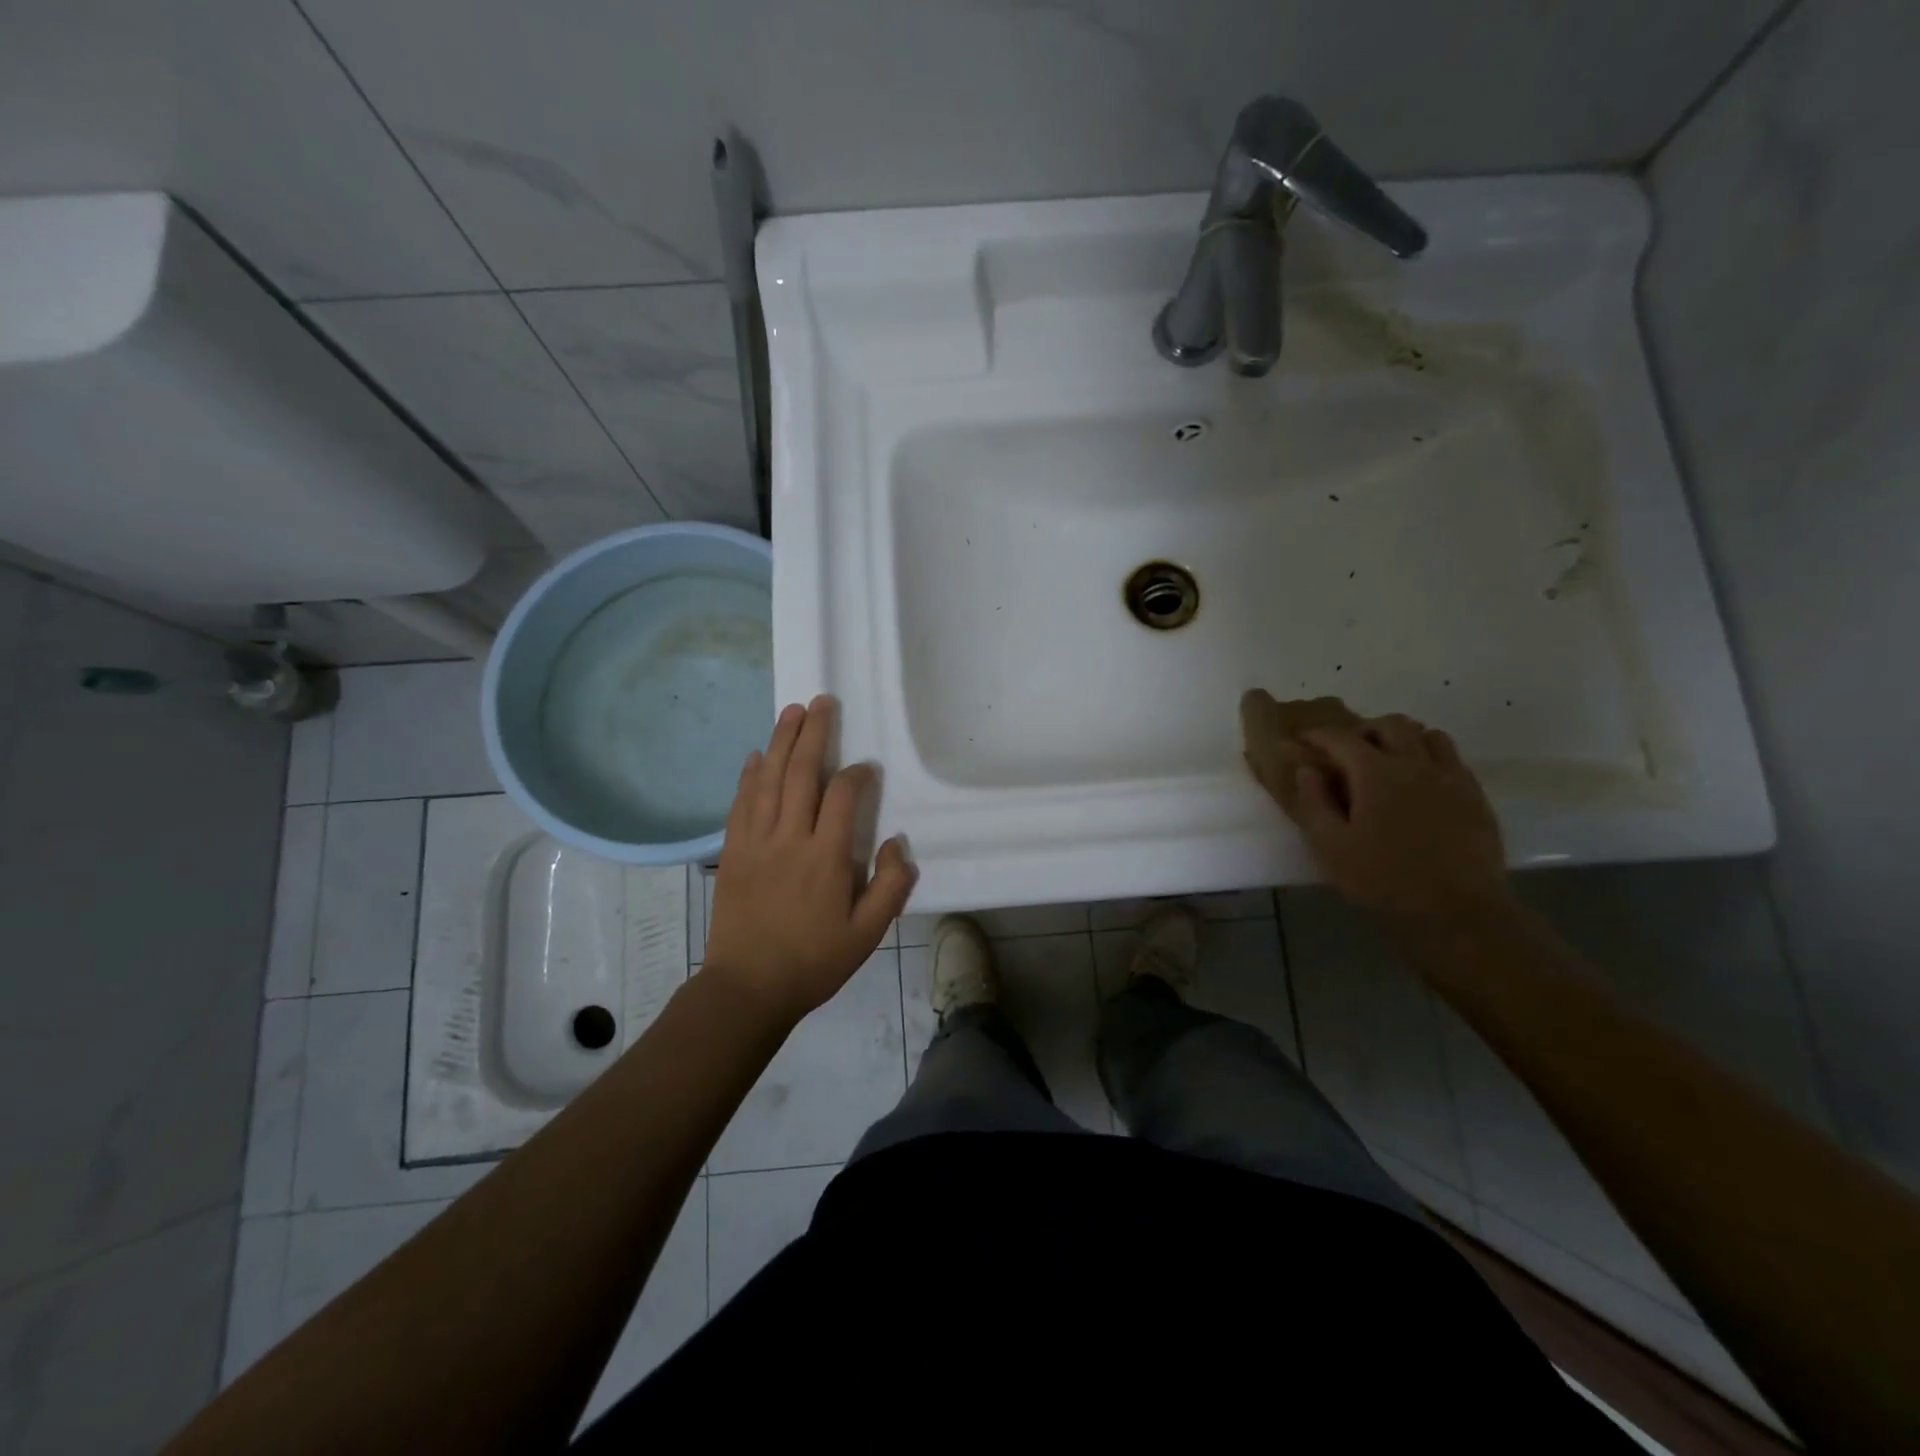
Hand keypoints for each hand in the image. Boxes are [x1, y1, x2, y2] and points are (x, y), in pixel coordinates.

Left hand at [704, 696, 916, 1024]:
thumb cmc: (813, 962)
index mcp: (825, 857)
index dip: (857, 775)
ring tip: (791, 711)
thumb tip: (897, 843)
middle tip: (822, 702)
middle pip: (801, 773)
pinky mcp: (732, 852)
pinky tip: (756, 756)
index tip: (866, 770)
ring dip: (780, 742)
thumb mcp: (867, 935)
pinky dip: (749, 775)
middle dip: (813, 733)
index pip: (842, 796)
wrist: (747, 988)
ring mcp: (755, 842)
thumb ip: (890, 887)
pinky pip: (740, 803)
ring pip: (768, 779)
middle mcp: (788, 838)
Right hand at [1242, 691, 1509, 920]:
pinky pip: (1452, 759)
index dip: (1319, 736)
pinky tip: (1421, 783)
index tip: (1305, 740)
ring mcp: (1452, 778)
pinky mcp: (1475, 797)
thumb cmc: (1384, 881)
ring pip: (1428, 736)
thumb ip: (1314, 803)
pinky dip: (1430, 757)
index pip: (1341, 739)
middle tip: (1348, 752)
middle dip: (1364, 731)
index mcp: (1376, 773)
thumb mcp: (1331, 847)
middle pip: (1391, 725)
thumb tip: (1307, 770)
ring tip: (1388, 761)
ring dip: (1403, 739)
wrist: (1459, 914)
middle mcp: (1416, 764)